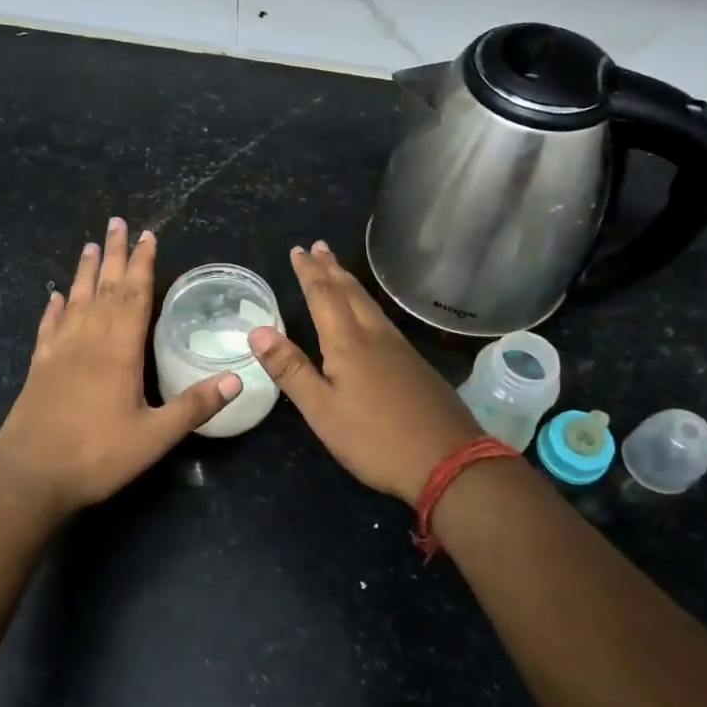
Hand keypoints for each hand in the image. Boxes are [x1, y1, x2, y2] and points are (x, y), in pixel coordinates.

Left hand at [0, 218, 241, 516]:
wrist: (30, 478)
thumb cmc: (97, 456)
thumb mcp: (155, 437)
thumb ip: (194, 406)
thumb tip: (237, 378)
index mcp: (119, 351)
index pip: (135, 296)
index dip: (143, 264)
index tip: (147, 235)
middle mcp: (88, 341)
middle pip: (105, 288)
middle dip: (115, 254)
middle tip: (118, 222)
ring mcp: (59, 352)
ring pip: (75, 300)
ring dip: (85, 272)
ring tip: (90, 245)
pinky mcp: (38, 368)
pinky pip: (48, 328)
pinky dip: (53, 308)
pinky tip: (54, 297)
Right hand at [249, 241, 482, 504]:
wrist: (448, 460)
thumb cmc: (375, 439)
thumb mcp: (322, 410)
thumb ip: (291, 370)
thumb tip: (257, 330)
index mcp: (348, 344)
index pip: (323, 297)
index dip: (309, 273)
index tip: (297, 250)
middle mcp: (375, 336)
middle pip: (350, 293)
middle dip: (331, 268)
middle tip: (318, 246)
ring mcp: (400, 349)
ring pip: (369, 304)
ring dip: (350, 282)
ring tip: (338, 270)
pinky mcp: (415, 364)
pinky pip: (382, 319)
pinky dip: (366, 303)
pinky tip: (369, 315)